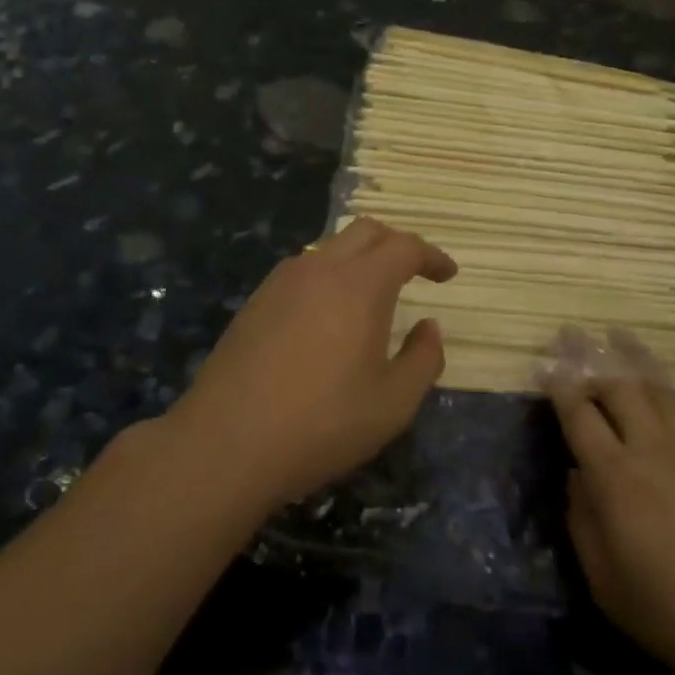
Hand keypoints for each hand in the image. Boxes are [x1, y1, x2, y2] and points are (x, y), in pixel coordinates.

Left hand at [170, 218, 457, 508]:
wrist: (226, 443)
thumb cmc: (321, 424)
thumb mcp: (393, 404)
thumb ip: (423, 360)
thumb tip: (430, 327)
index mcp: (360, 284)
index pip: (405, 247)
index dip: (432, 256)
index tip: (448, 274)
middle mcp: (320, 268)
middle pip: (366, 231)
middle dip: (396, 244)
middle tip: (414, 272)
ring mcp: (281, 282)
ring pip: (330, 248)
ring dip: (359, 259)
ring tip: (373, 295)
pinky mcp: (255, 302)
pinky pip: (303, 271)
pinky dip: (329, 276)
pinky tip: (328, 315)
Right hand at [546, 342, 674, 674]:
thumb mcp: (608, 586)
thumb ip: (583, 525)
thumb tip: (577, 478)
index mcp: (616, 478)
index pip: (579, 416)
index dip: (558, 387)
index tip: (542, 363)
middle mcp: (652, 450)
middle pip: (618, 387)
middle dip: (590, 357)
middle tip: (571, 334)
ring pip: (657, 387)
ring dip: (633, 357)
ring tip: (617, 334)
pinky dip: (668, 384)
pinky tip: (663, 381)